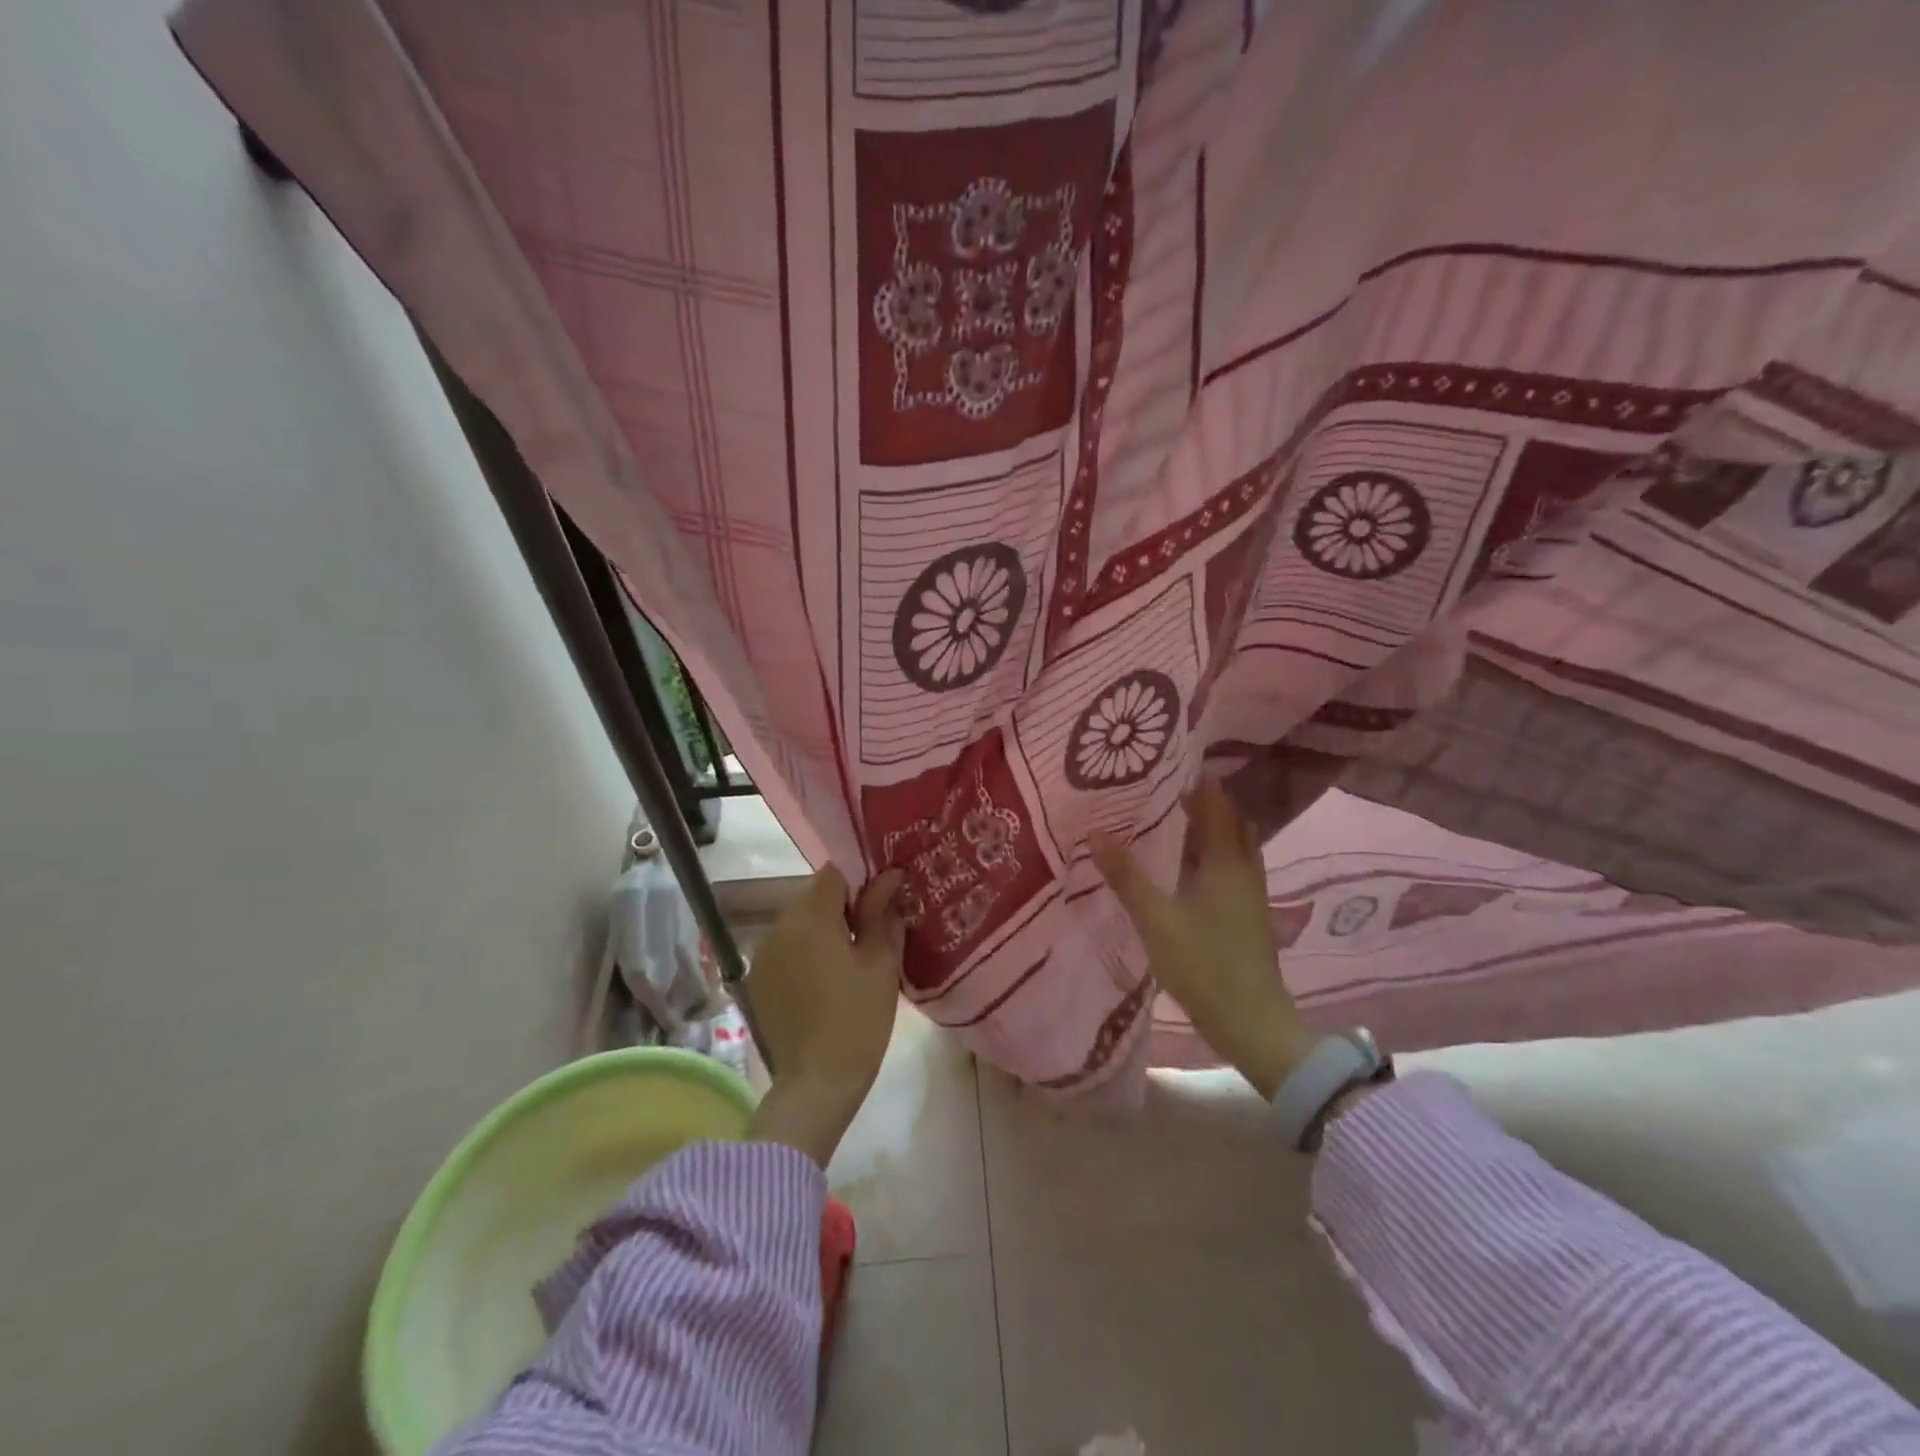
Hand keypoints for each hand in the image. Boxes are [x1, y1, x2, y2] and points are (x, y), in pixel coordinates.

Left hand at [740, 865, 905, 1165]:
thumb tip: (890, 877)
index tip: (881, 903)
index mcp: (811, 917)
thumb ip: (882, 913)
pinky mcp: (757, 979)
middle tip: (871, 935)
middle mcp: (779, 926)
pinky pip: (786, 948)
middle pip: (814, 896)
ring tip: (848, 961)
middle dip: (843, 906)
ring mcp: (763, 954)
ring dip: (823, 929)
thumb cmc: (858, 1021)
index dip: (860, 881)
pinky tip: (824, 982)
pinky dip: (805, 952)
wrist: (815, 1085)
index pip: (834, 873)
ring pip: (799, 922)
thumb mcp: (880, 963)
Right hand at [1090, 781, 1314, 1098]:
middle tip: (1166, 791)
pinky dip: (1215, 853)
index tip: (1168, 766)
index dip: (1197, 783)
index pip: (1215, 805)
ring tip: (1176, 822)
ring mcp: (1252, 892)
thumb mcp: (1155, 919)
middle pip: (1231, 820)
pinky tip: (1190, 867)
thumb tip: (1096, 832)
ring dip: (1212, 827)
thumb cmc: (1204, 965)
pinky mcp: (1250, 914)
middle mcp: (1244, 868)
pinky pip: (1234, 866)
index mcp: (1225, 860)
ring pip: (1236, 844)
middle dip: (1205, 801)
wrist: (1253, 1022)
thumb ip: (1126, 876)